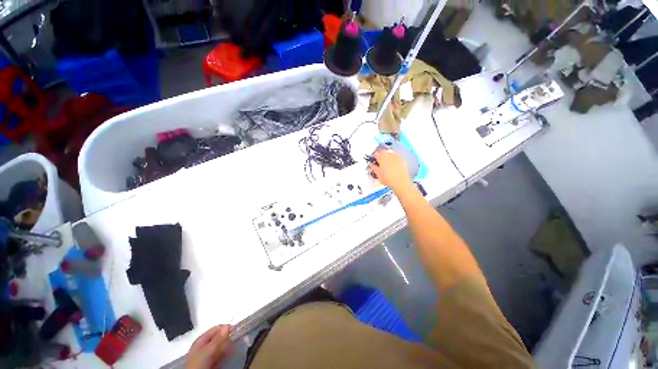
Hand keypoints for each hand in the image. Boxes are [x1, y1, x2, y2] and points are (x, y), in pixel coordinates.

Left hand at [185, 325, 233, 368]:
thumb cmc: (199, 362)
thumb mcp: (208, 349)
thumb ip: (218, 338)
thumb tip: (227, 327)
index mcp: (201, 339)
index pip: (216, 329)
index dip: (226, 328)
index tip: (236, 329)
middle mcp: (204, 345)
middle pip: (219, 337)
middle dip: (227, 338)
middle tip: (236, 338)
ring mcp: (207, 354)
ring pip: (221, 346)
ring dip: (228, 345)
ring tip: (234, 346)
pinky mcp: (211, 362)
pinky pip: (221, 355)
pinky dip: (226, 353)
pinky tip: (230, 353)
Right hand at [368, 149, 412, 192]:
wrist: (400, 182)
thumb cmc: (387, 178)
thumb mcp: (377, 174)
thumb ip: (373, 167)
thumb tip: (371, 164)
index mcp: (382, 157)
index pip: (376, 153)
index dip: (374, 157)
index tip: (374, 161)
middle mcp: (389, 155)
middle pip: (383, 152)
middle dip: (381, 155)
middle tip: (379, 162)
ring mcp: (397, 157)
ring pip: (390, 153)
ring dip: (387, 156)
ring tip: (386, 163)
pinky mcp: (402, 160)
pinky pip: (396, 156)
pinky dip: (394, 159)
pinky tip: (393, 164)